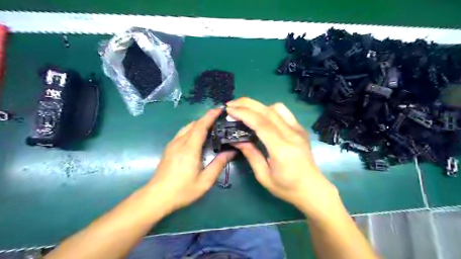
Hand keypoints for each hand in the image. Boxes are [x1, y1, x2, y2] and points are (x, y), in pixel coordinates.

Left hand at [148, 108, 234, 213]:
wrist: (156, 197)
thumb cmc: (182, 190)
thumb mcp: (205, 181)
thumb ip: (218, 165)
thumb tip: (231, 152)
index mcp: (189, 149)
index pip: (201, 127)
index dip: (210, 116)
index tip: (220, 109)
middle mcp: (180, 143)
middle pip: (194, 124)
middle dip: (206, 118)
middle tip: (219, 118)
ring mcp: (172, 145)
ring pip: (187, 127)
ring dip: (198, 123)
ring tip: (210, 126)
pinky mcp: (169, 148)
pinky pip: (182, 133)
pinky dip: (192, 129)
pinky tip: (197, 136)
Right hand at [226, 98, 338, 216]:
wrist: (313, 189)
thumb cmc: (287, 187)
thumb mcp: (263, 176)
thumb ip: (251, 155)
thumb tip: (236, 140)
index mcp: (281, 148)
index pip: (261, 123)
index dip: (243, 114)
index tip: (229, 110)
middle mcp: (291, 134)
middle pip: (267, 110)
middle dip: (247, 104)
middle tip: (231, 105)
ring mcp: (298, 130)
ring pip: (277, 108)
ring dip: (259, 106)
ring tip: (245, 111)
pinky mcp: (300, 129)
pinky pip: (284, 113)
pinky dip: (270, 110)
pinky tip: (262, 117)